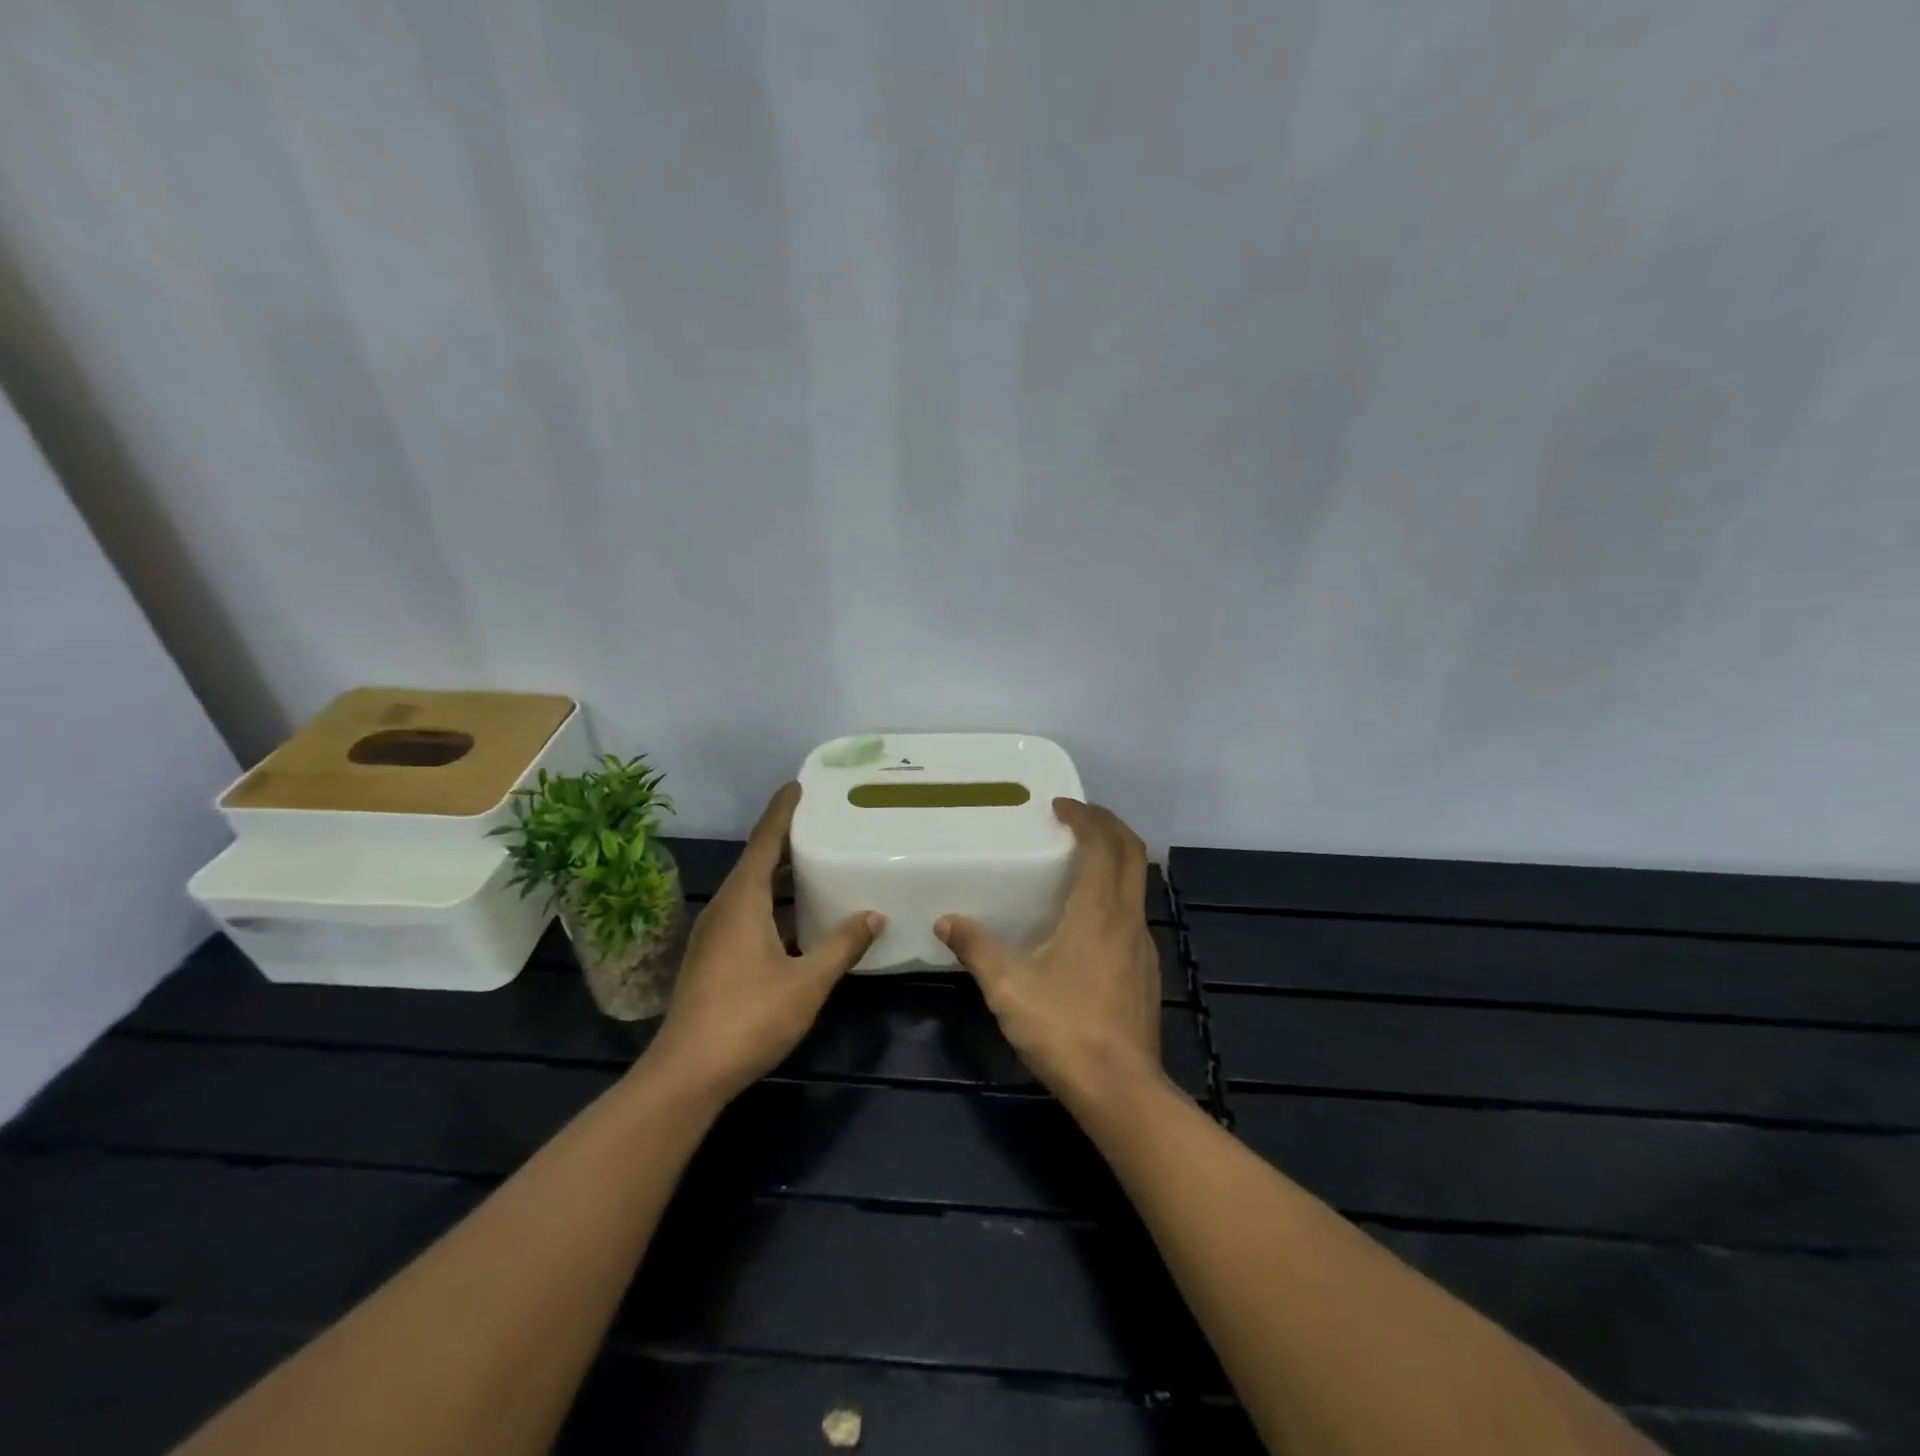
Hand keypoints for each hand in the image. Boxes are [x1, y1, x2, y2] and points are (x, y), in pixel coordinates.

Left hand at [646, 783, 881, 1102]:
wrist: (687, 1073)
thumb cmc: (749, 1018)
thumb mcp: (807, 982)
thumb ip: (842, 946)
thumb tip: (874, 914)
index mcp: (743, 901)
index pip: (765, 841)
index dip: (782, 811)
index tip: (799, 785)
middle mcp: (724, 907)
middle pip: (757, 861)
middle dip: (785, 839)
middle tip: (821, 821)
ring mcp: (714, 933)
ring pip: (751, 889)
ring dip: (780, 873)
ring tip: (815, 862)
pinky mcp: (712, 957)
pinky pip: (746, 911)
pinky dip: (772, 902)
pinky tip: (797, 918)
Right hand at [937, 800, 1163, 1112]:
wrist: (1120, 1089)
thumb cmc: (1064, 1030)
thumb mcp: (1008, 988)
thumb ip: (976, 949)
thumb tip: (945, 921)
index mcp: (1098, 911)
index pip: (1103, 844)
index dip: (1085, 817)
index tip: (1060, 805)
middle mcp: (1128, 918)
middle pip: (1133, 853)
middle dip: (1109, 825)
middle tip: (1077, 816)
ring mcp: (1143, 944)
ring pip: (1138, 882)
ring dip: (1116, 857)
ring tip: (1081, 857)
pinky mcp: (1146, 968)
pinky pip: (1135, 910)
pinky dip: (1117, 890)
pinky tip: (1088, 914)